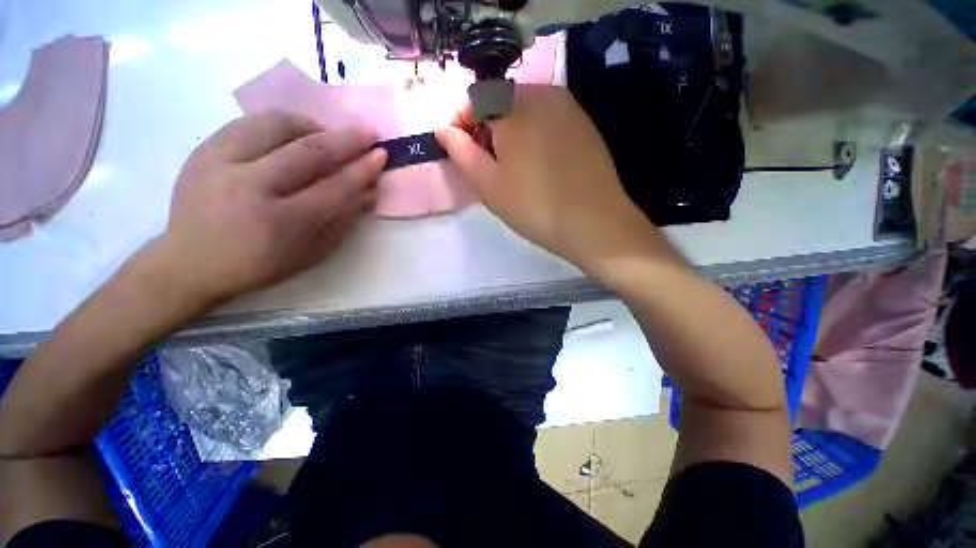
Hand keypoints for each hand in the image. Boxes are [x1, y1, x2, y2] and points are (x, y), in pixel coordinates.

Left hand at [155, 110, 386, 305]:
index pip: (334, 188)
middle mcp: (250, 188)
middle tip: (368, 134)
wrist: (190, 261)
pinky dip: (281, 123)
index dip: (362, 170)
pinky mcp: (203, 149)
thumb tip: (370, 191)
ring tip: (329, 135)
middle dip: (346, 140)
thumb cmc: (260, 264)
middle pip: (308, 152)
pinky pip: (250, 122)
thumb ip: (344, 220)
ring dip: (313, 126)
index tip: (381, 155)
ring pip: (276, 125)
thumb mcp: (311, 253)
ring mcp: (221, 163)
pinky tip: (295, 134)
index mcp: (281, 223)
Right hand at [434, 85, 663, 275]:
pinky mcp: (583, 124)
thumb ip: (461, 152)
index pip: (474, 98)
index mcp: (514, 107)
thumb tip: (442, 129)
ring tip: (510, 169)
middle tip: (485, 166)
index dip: (460, 123)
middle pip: (500, 102)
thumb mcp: (488, 185)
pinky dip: (531, 135)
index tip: (458, 151)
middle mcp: (542, 94)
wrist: (594, 223)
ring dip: (508, 132)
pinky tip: (536, 165)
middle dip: (485, 129)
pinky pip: (546, 120)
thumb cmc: (534, 207)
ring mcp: (567, 108)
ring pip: (524, 110)